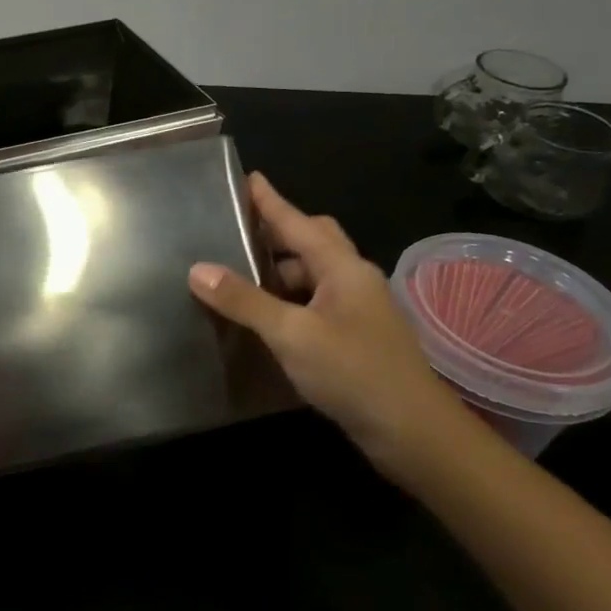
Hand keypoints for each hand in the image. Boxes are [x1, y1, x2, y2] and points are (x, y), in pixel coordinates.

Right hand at [188, 174, 472, 480]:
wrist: (414, 433)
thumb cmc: (353, 372)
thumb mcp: (291, 334)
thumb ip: (244, 301)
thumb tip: (197, 269)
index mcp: (343, 268)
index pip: (298, 222)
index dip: (270, 201)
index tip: (248, 177)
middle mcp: (353, 280)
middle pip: (312, 242)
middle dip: (276, 233)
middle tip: (236, 231)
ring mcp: (357, 310)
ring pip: (313, 276)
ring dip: (279, 271)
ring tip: (237, 274)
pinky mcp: (355, 338)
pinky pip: (314, 304)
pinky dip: (287, 301)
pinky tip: (264, 317)